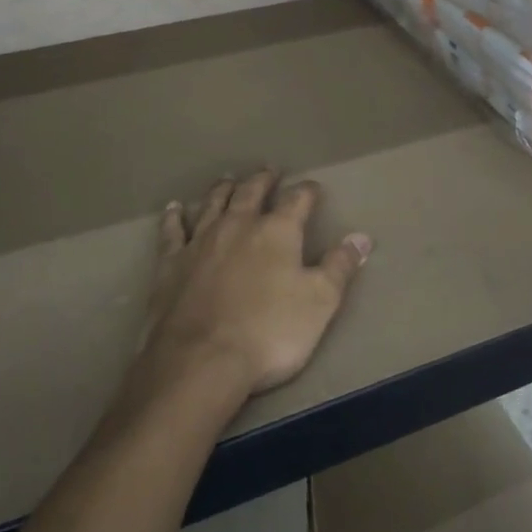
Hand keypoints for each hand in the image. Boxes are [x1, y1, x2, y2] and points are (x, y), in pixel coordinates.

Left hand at [141, 170, 371, 399]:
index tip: (313, 188)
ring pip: (213, 203)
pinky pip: (172, 231)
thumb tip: (361, 237)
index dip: (307, 192)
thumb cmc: (269, 332)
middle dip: (263, 180)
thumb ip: (340, 267)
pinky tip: (174, 208)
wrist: (201, 360)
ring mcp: (200, 241)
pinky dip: (174, 217)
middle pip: (251, 192)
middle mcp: (238, 225)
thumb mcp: (320, 302)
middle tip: (269, 171)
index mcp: (277, 232)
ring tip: (229, 179)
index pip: (297, 200)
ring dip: (223, 189)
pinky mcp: (170, 263)